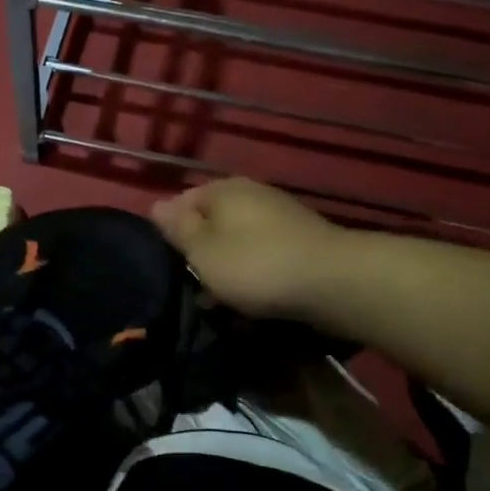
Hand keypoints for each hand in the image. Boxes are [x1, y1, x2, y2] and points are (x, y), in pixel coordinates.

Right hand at [152, 177, 350, 321]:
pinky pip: (263, 256)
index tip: (166, 264)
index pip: (182, 202)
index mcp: (223, 189)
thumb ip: (178, 228)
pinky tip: (251, 299)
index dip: (170, 233)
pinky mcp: (301, 242)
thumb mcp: (202, 250)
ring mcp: (280, 216)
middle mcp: (252, 194)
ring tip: (219, 300)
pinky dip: (253, 274)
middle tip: (191, 286)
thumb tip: (156, 205)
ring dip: (226, 268)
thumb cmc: (254, 264)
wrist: (333, 282)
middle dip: (200, 253)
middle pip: (212, 222)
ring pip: (237, 241)